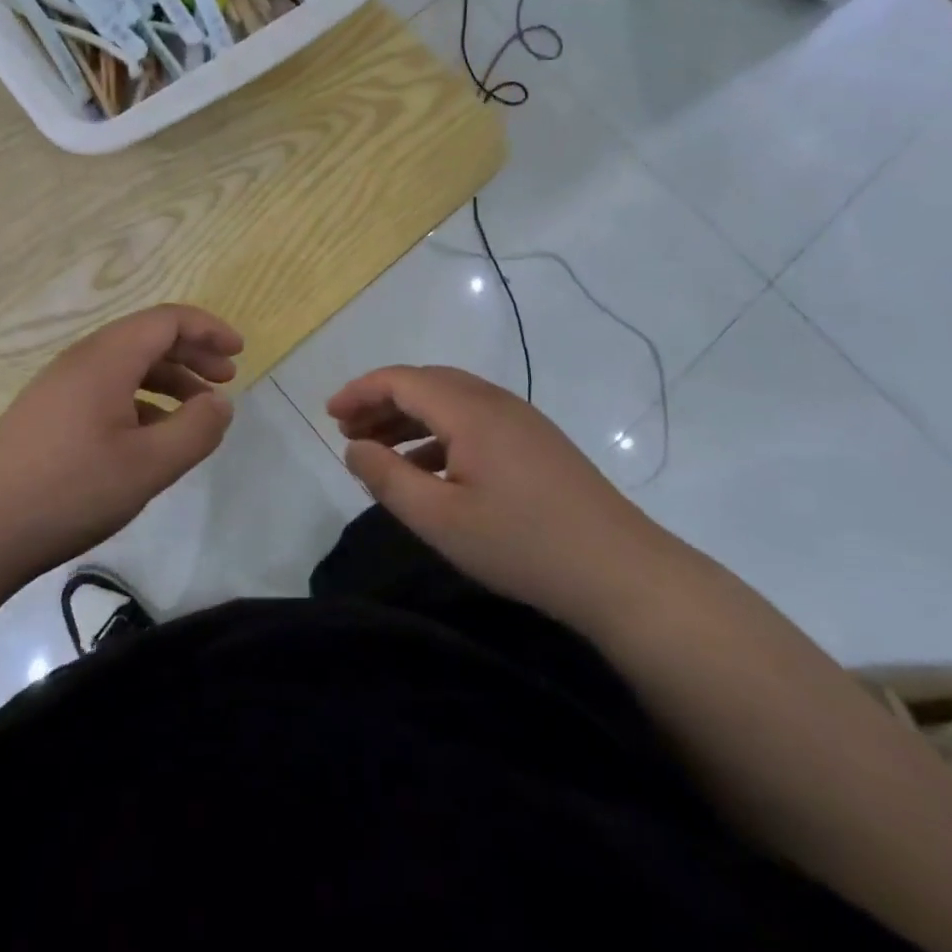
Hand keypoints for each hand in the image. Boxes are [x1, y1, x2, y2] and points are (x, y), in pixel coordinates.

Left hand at [0, 304, 242, 580]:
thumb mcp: (148, 466)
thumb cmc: (71, 490)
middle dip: (193, 352)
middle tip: (226, 378)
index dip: (208, 329)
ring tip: (197, 408)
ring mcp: (62, 384)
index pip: (167, 320)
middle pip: (148, 337)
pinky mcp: (50, 411)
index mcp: (107, 359)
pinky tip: (153, 434)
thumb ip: (194, 430)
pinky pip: (107, 387)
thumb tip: (221, 403)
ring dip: (169, 377)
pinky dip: (142, 398)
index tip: (238, 353)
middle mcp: (83, 359)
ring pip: (127, 364)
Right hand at [328, 365, 673, 625]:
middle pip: (425, 383)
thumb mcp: (440, 519)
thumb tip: (354, 448)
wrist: (622, 572)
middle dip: (381, 401)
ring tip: (378, 448)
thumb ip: (387, 479)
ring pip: (450, 401)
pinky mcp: (536, 442)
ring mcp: (520, 420)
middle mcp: (494, 401)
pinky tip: (427, 468)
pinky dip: (439, 434)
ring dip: (409, 417)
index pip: (401, 379)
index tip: (329, 415)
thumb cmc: (522, 544)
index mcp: (469, 410)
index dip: (360, 391)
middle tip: (348, 432)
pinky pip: (473, 421)